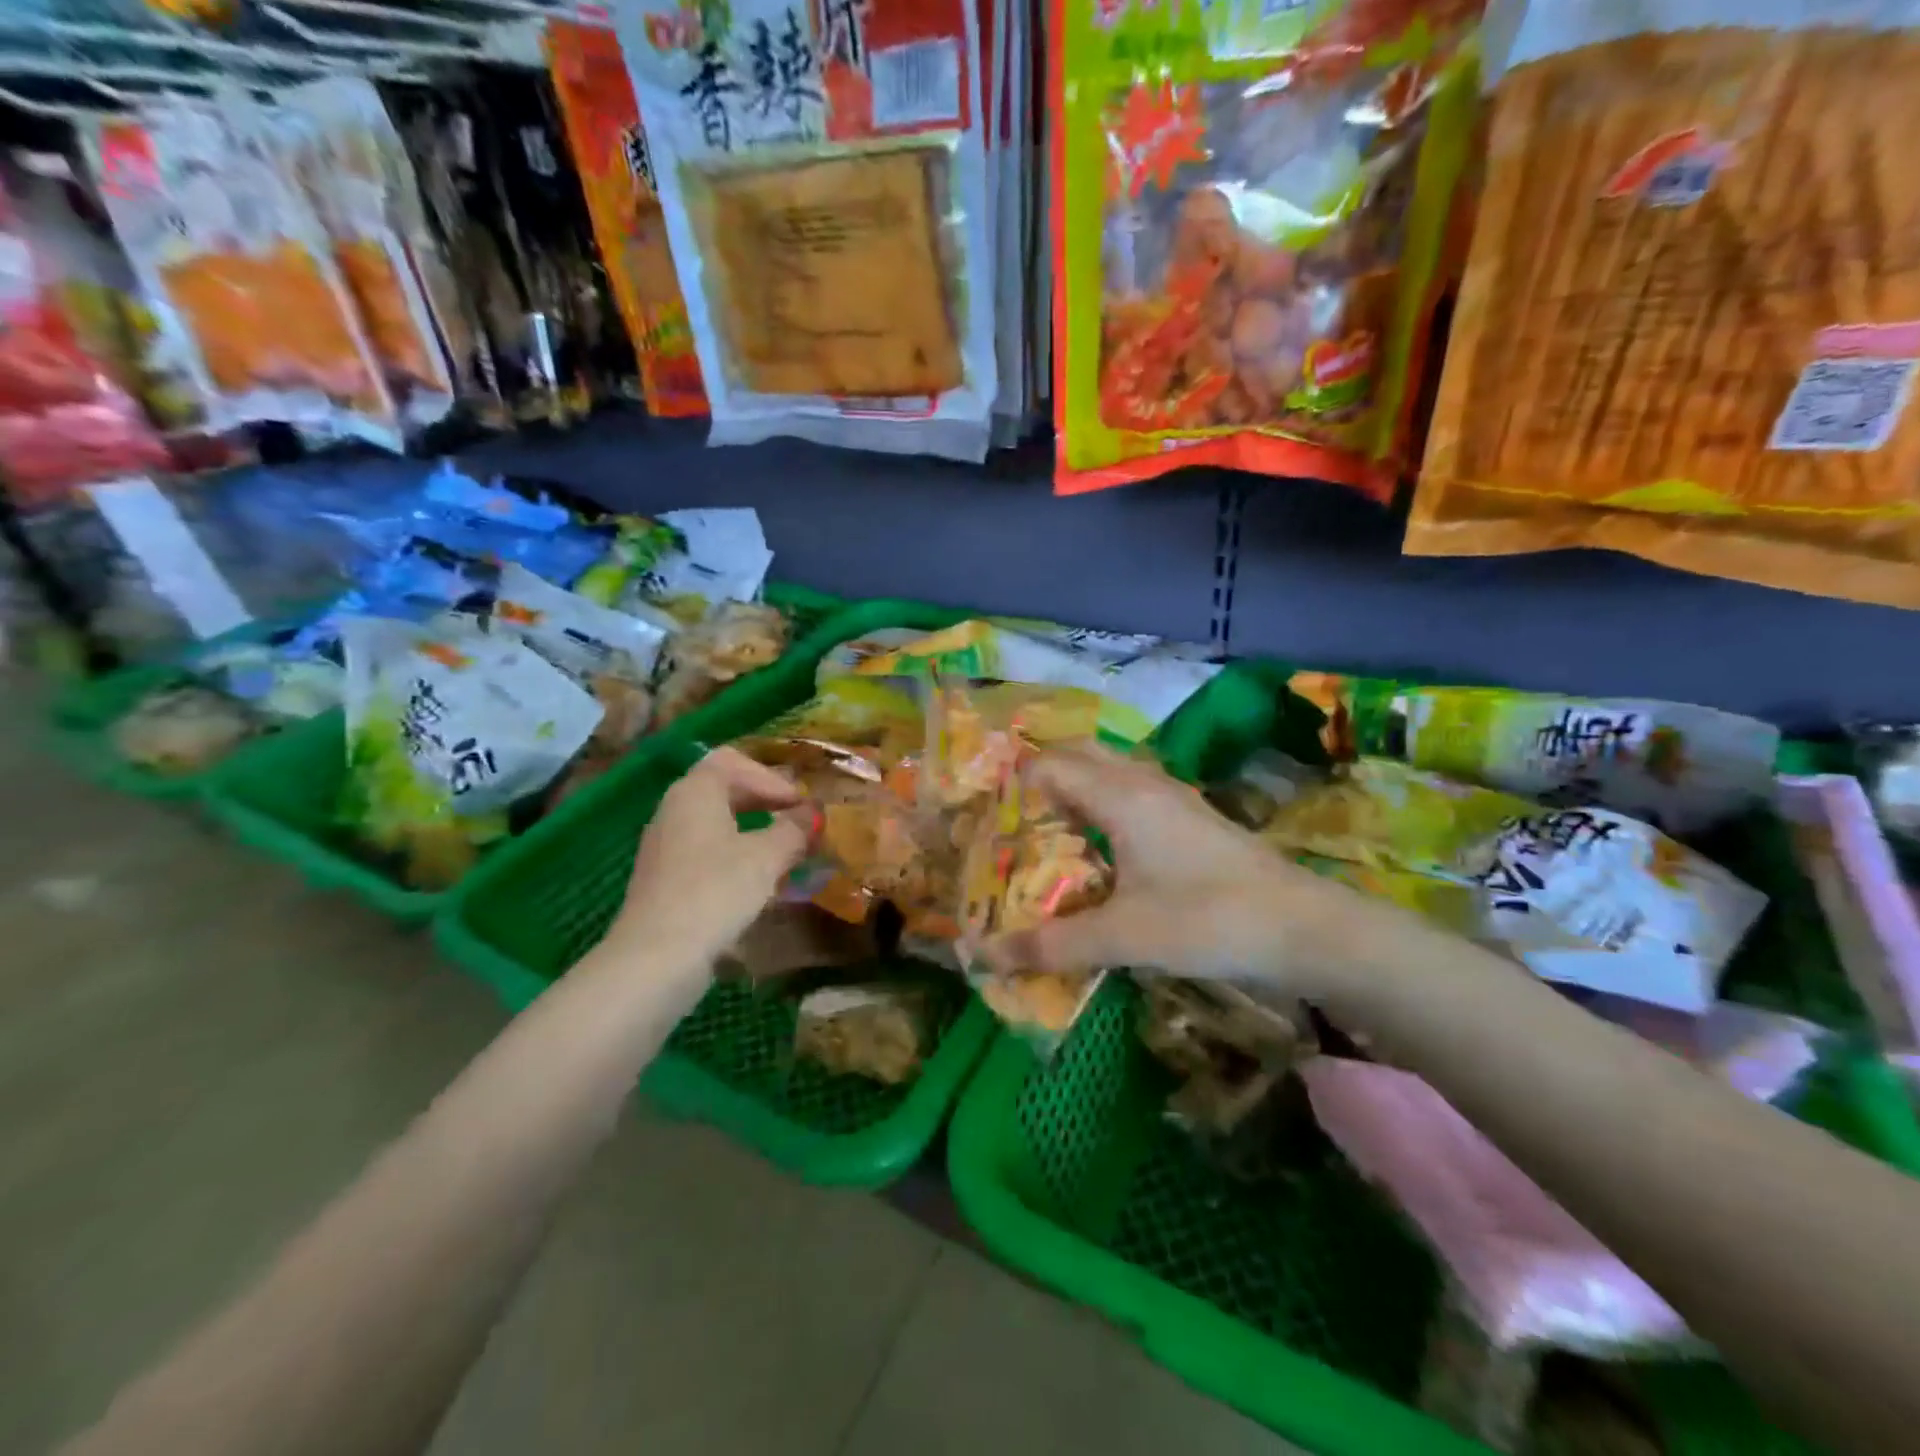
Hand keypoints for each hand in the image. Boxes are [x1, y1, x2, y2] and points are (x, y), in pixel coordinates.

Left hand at [607, 747, 815, 976]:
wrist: (658, 956)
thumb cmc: (716, 891)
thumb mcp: (767, 857)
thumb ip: (794, 830)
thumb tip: (813, 813)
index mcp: (695, 791)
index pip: (735, 762)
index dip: (773, 778)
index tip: (801, 805)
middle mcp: (674, 809)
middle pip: (723, 788)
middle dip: (765, 800)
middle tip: (797, 821)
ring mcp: (665, 844)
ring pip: (715, 821)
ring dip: (752, 829)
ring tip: (783, 850)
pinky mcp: (665, 877)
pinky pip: (705, 849)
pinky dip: (734, 853)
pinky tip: (756, 880)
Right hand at [985, 744, 1379, 997]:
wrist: (1304, 927)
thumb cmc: (1207, 920)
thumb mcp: (1122, 936)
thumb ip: (1051, 944)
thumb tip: (983, 957)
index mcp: (1118, 794)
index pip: (1047, 766)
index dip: (1012, 787)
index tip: (989, 822)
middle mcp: (1142, 781)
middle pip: (1078, 755)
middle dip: (1040, 779)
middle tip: (1013, 822)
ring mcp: (1171, 795)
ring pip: (1108, 771)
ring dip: (1074, 789)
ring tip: (1047, 833)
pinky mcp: (1191, 816)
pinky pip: (1130, 791)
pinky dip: (1102, 804)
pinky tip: (1102, 849)